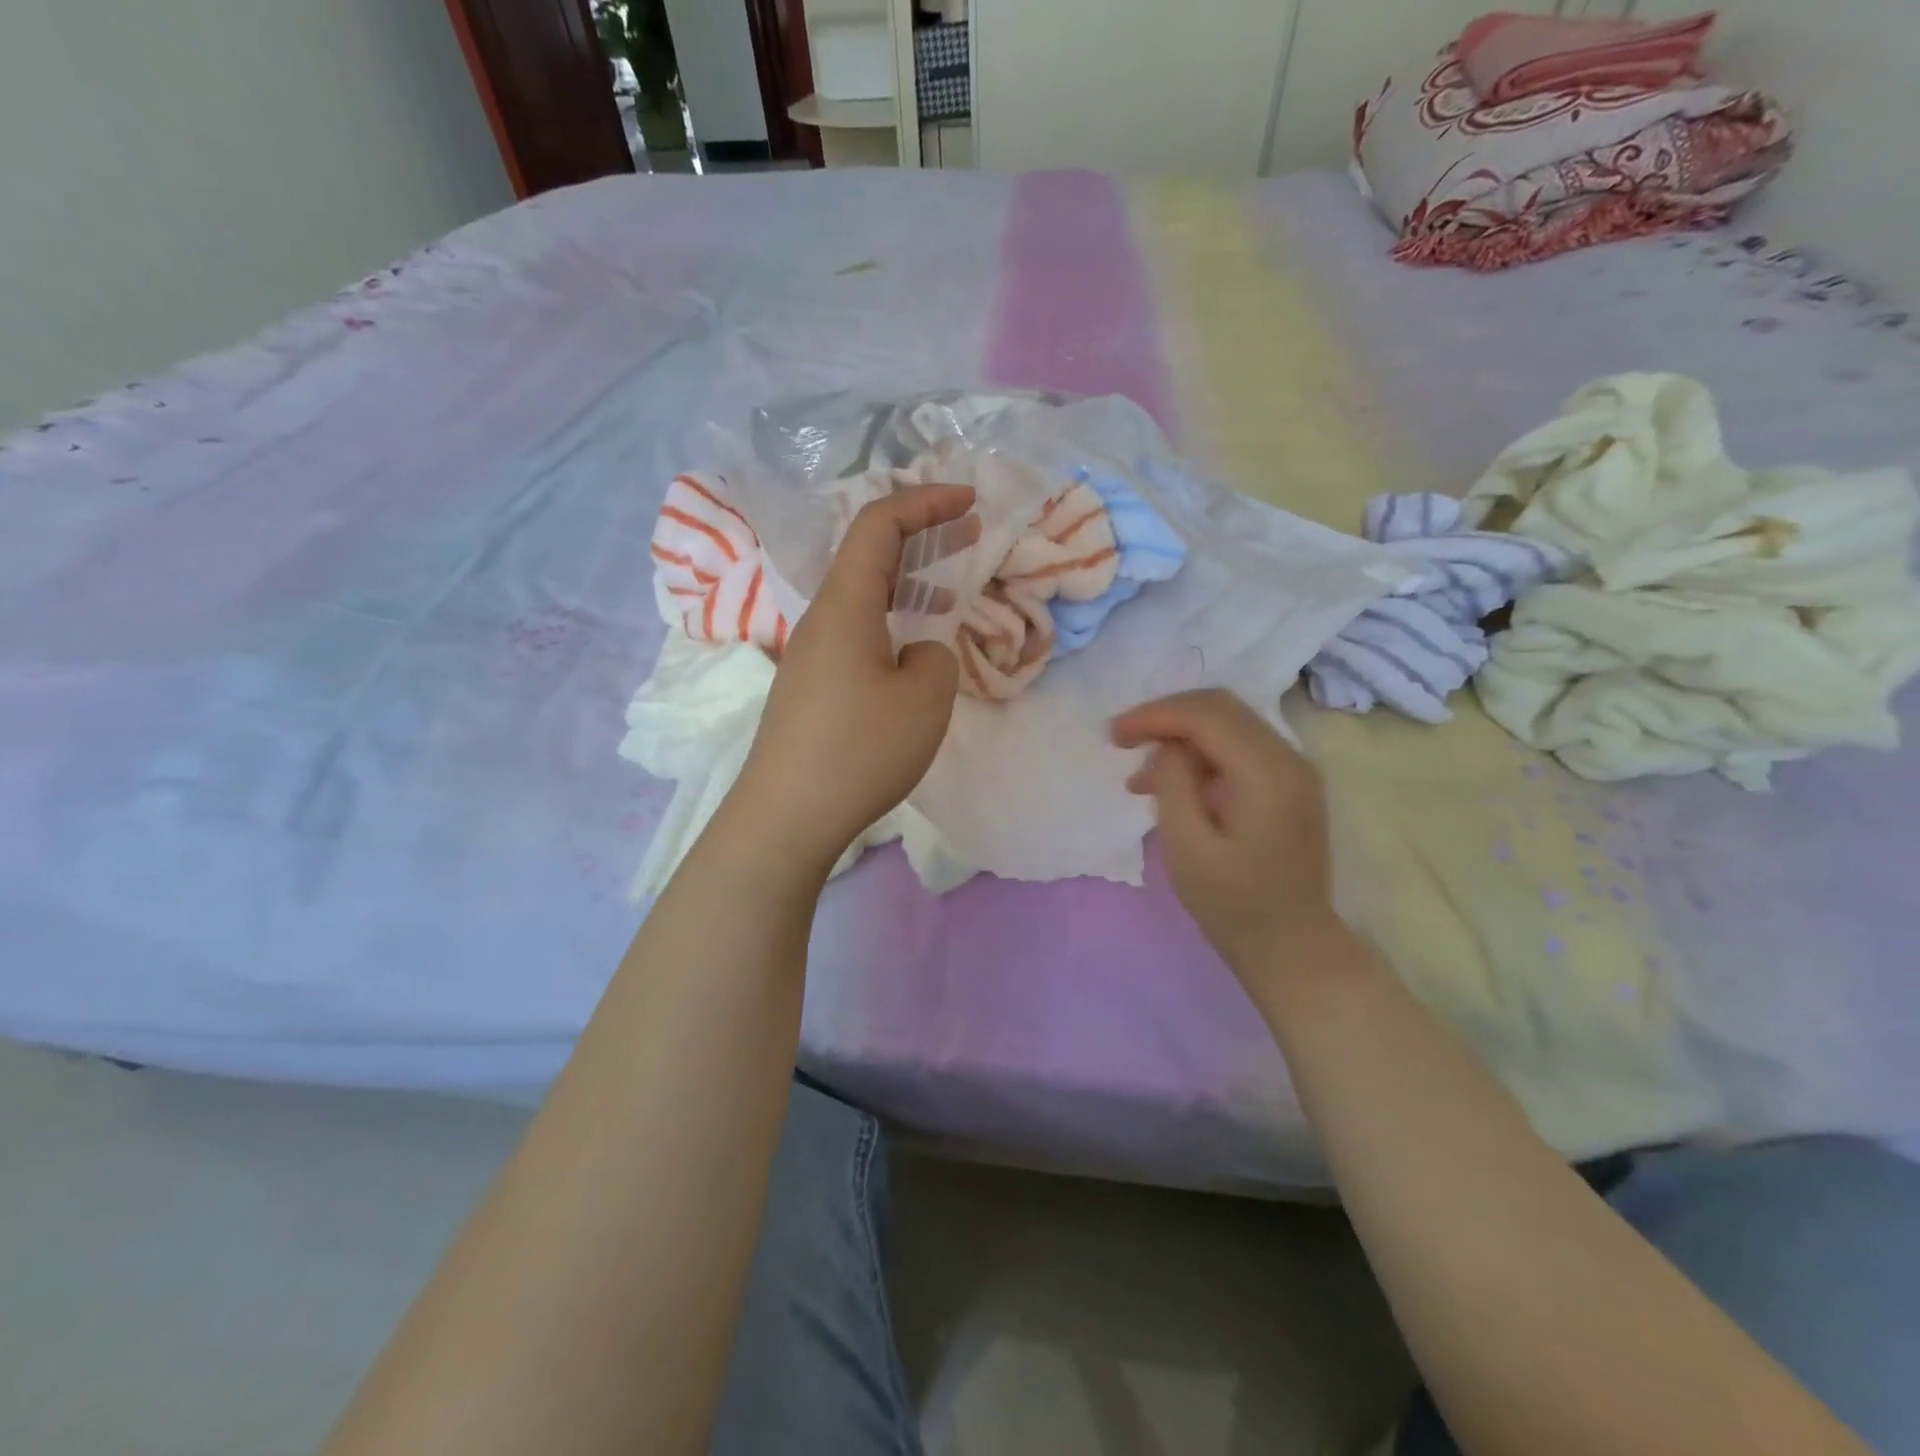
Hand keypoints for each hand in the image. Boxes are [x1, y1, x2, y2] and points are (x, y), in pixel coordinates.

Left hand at [739, 485, 978, 870]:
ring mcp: (810, 654)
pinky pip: (856, 631)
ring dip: (908, 580)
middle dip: (922, 533)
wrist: (786, 815)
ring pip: (863, 595)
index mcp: (845, 604)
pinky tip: (913, 649)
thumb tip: (916, 654)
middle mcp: (821, 619)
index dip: (925, 501)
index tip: (969, 501)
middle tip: (969, 532)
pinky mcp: (810, 687)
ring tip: (950, 587)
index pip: (878, 524)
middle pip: (868, 554)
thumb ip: (935, 658)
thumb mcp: (925, 699)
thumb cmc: (858, 750)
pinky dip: (892, 618)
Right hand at [1111, 690, 1338, 970]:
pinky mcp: (1287, 785)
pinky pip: (1238, 748)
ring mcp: (1293, 770)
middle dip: (1166, 716)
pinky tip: (1171, 784)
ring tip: (1140, 776)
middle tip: (1123, 740)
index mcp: (1268, 773)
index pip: (1207, 715)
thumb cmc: (1234, 905)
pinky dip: (1200, 755)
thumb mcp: (1187, 848)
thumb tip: (1169, 747)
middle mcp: (1289, 759)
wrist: (1292, 946)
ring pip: (1228, 724)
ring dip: (1181, 736)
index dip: (1155, 715)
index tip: (1113, 734)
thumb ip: (1174, 784)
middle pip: (1220, 708)